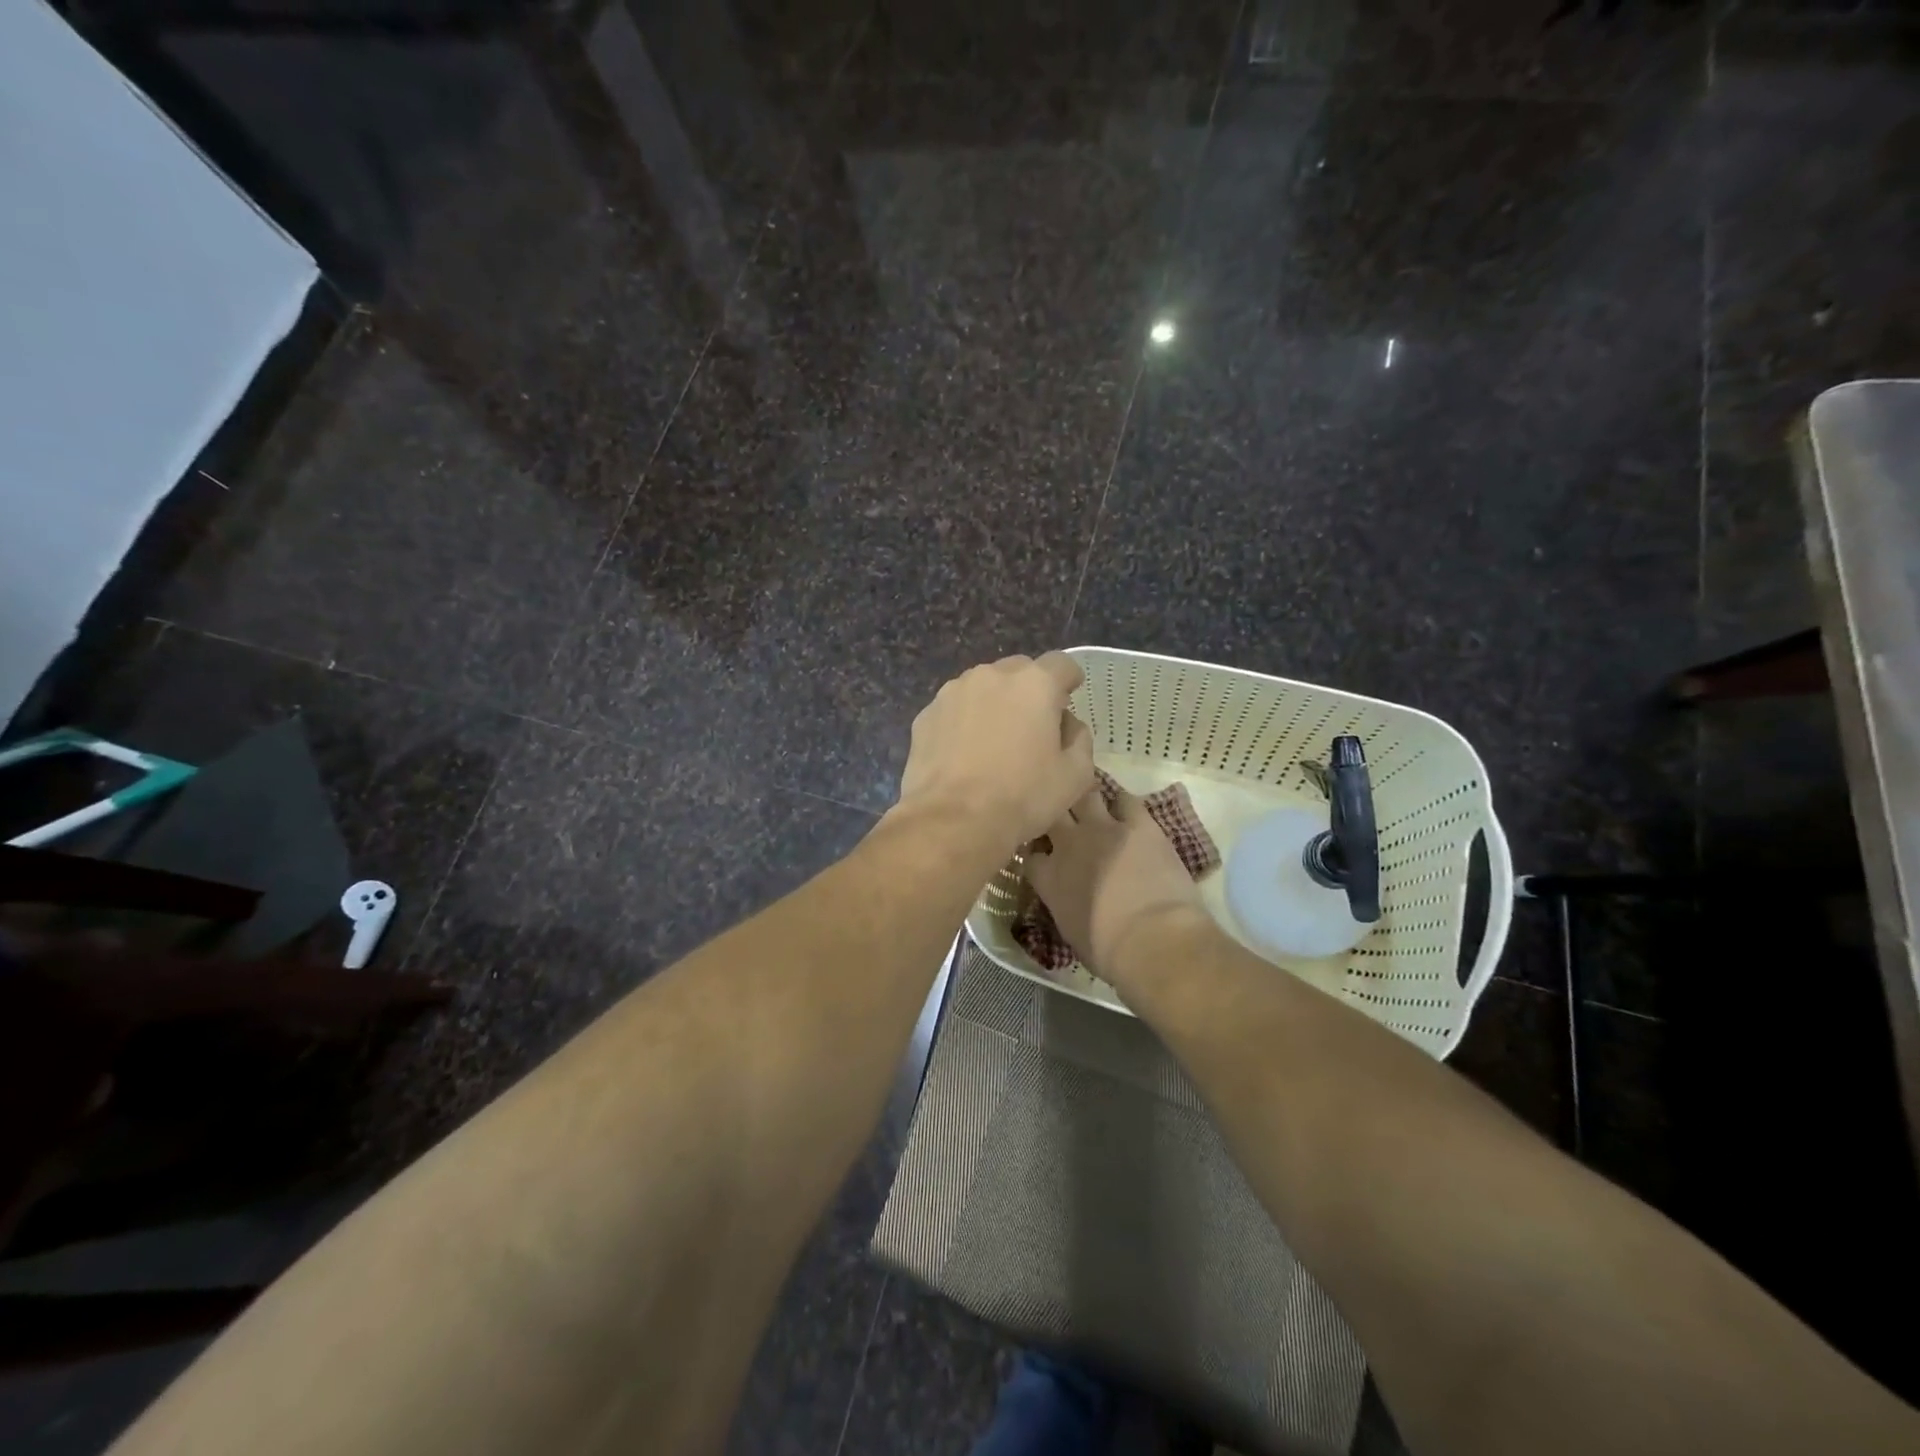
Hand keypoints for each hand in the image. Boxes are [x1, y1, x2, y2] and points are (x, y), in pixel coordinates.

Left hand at [896, 653, 1095, 847]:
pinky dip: (964, 722)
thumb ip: (1080, 739)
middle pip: (1019, 671)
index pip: (1062, 664)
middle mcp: (991, 675)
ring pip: (983, 687)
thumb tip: (1066, 725)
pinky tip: (965, 755)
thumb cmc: (1022, 797)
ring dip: (995, 704)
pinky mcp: (925, 715)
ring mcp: (952, 692)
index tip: (1067, 702)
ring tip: (995, 742)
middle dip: (1030, 691)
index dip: (1069, 681)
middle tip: (1032, 728)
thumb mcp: (1076, 776)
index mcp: (1034, 684)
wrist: (952, 821)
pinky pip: (955, 709)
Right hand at [1027, 785, 1208, 991]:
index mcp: (1048, 876)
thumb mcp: (1069, 931)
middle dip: (1053, 813)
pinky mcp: (1138, 823)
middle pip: (1050, 812)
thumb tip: (1066, 898)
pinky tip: (1127, 812)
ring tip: (1091, 805)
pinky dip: (1124, 805)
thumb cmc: (1108, 951)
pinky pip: (1126, 800)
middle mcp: (1069, 844)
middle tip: (1062, 819)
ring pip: (1084, 795)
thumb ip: (1062, 904)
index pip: (1030, 852)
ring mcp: (1103, 828)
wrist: (1154, 940)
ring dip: (1085, 800)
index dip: (1036, 852)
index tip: (1043, 857)